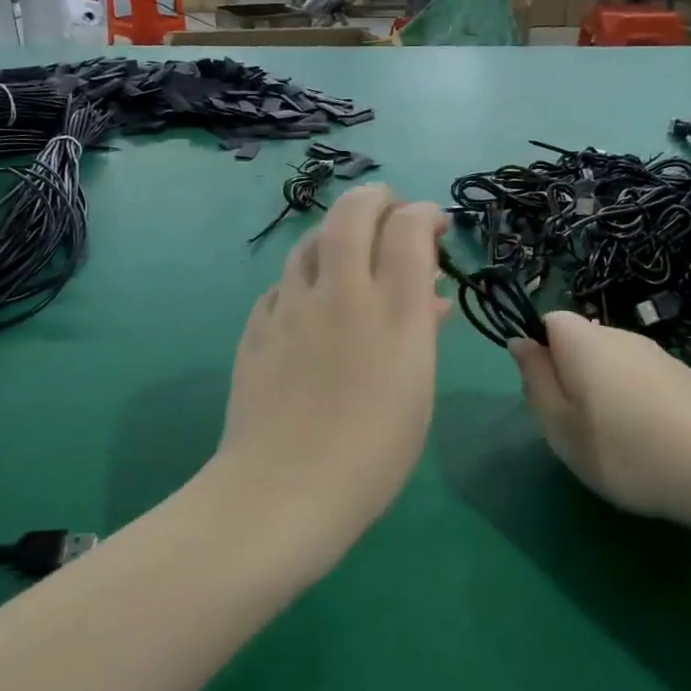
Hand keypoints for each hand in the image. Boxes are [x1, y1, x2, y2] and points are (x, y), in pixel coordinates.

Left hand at [212, 185, 449, 570]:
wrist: (283, 491)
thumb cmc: (372, 455)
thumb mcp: (417, 392)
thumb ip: (421, 332)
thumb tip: (429, 298)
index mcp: (392, 311)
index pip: (408, 228)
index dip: (424, 214)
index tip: (433, 226)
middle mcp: (340, 293)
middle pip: (352, 213)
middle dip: (375, 199)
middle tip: (389, 210)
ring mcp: (291, 307)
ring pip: (310, 242)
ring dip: (335, 234)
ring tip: (350, 250)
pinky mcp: (257, 327)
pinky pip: (283, 285)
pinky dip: (304, 279)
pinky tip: (309, 301)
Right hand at [510, 311, 690, 531]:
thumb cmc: (623, 449)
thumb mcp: (559, 424)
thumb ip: (535, 379)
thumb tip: (520, 342)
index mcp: (582, 339)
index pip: (547, 323)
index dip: (539, 355)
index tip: (545, 397)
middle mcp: (619, 334)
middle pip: (579, 343)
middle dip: (569, 376)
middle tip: (574, 426)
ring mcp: (657, 354)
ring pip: (611, 364)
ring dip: (602, 392)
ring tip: (613, 440)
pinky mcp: (685, 377)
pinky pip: (641, 380)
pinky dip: (634, 403)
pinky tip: (648, 441)